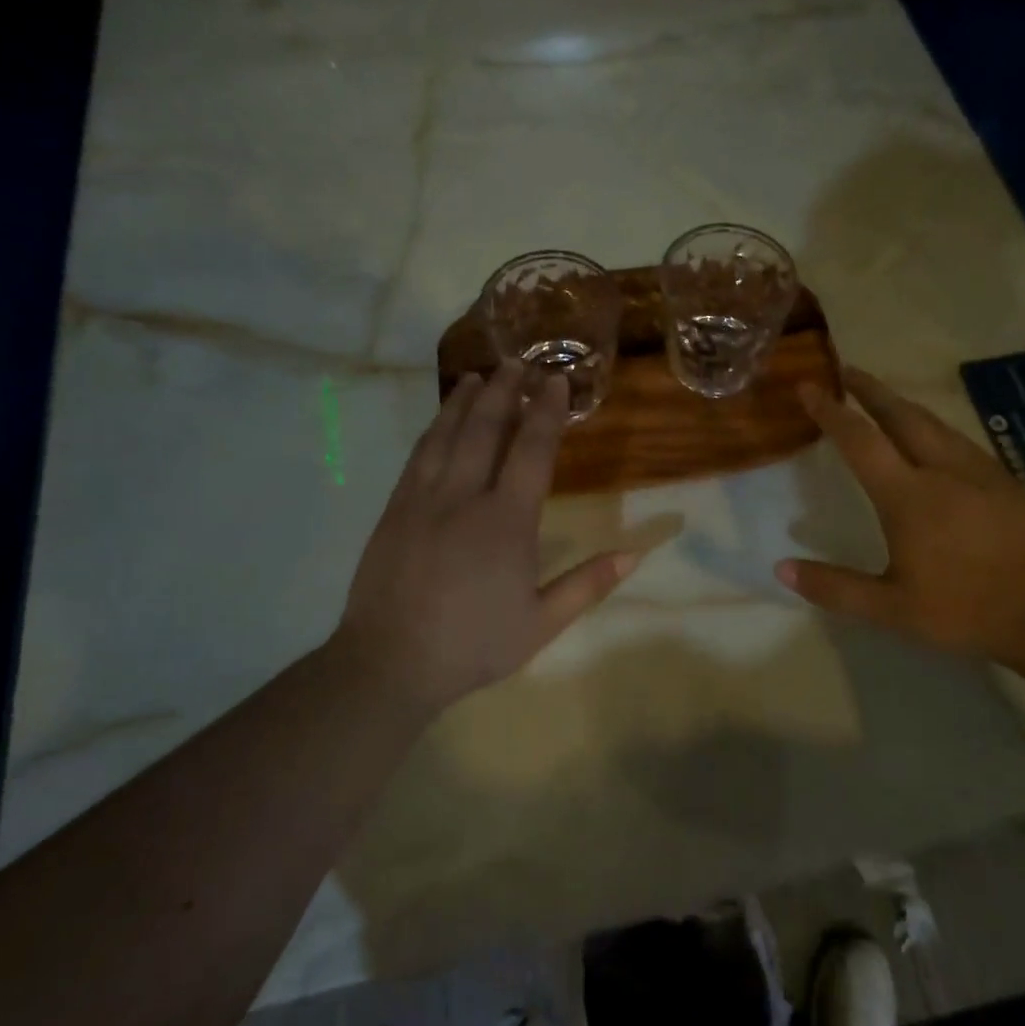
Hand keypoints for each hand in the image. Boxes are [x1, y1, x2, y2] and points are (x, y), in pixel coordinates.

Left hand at [336, 362, 638, 714]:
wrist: (389, 663)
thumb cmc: (473, 645)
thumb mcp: (541, 624)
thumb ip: (588, 584)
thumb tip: (635, 554)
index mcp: (506, 523)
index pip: (531, 452)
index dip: (547, 413)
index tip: (557, 382)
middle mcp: (464, 498)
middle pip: (486, 429)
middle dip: (506, 391)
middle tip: (519, 362)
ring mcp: (423, 500)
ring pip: (446, 435)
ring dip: (466, 401)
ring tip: (479, 375)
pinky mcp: (395, 510)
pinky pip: (418, 456)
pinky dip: (433, 429)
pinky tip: (441, 420)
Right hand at [776, 367, 1024, 670]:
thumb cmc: (966, 610)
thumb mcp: (892, 609)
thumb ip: (835, 587)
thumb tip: (781, 568)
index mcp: (909, 496)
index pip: (861, 440)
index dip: (831, 411)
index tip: (809, 387)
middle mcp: (943, 470)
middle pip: (901, 415)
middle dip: (871, 390)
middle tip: (847, 371)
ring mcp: (980, 471)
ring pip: (934, 423)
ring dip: (902, 404)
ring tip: (883, 398)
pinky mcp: (1006, 481)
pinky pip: (959, 439)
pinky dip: (933, 426)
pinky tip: (934, 438)